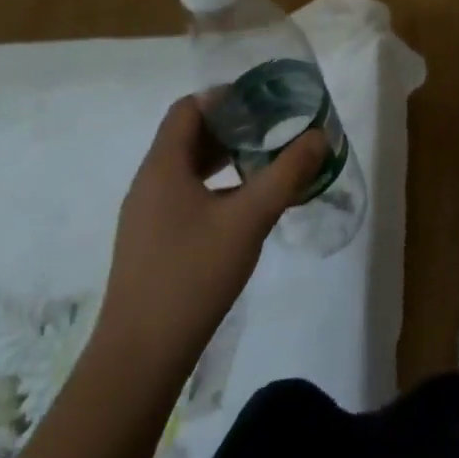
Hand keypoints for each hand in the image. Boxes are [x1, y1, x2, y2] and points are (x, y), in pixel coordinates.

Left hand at [94, 93, 325, 381]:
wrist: (139, 360)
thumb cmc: (191, 276)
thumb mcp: (249, 219)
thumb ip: (287, 173)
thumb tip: (319, 135)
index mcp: (163, 167)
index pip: (188, 108)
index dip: (224, 97)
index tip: (263, 101)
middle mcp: (149, 184)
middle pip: (188, 136)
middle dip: (232, 127)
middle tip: (274, 127)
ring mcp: (147, 216)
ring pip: (188, 168)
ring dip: (225, 158)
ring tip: (266, 161)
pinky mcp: (152, 243)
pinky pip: (185, 195)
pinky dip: (216, 186)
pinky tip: (245, 206)